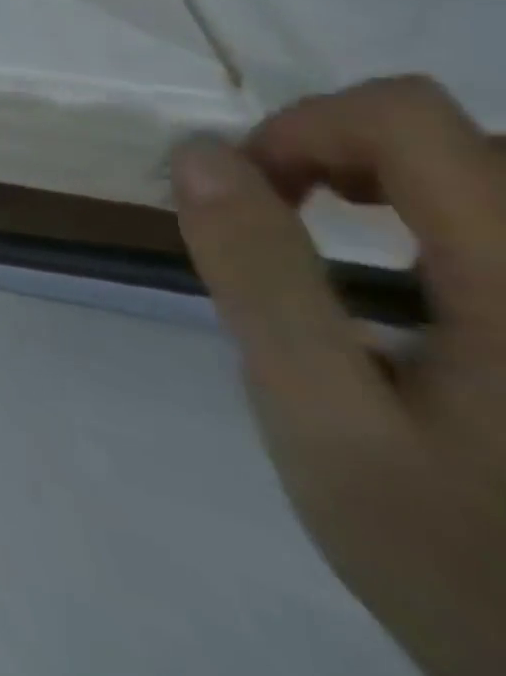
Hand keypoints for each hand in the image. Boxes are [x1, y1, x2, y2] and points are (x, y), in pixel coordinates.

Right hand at [171, 77, 505, 675]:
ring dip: (402, 181)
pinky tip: (427, 281)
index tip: (246, 191)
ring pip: (496, 174)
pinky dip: (453, 220)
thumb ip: (259, 277)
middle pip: (464, 137)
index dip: (303, 127)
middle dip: (347, 153)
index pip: (407, 117)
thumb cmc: (457, 558)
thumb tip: (199, 156)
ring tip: (345, 235)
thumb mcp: (322, 419)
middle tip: (285, 216)